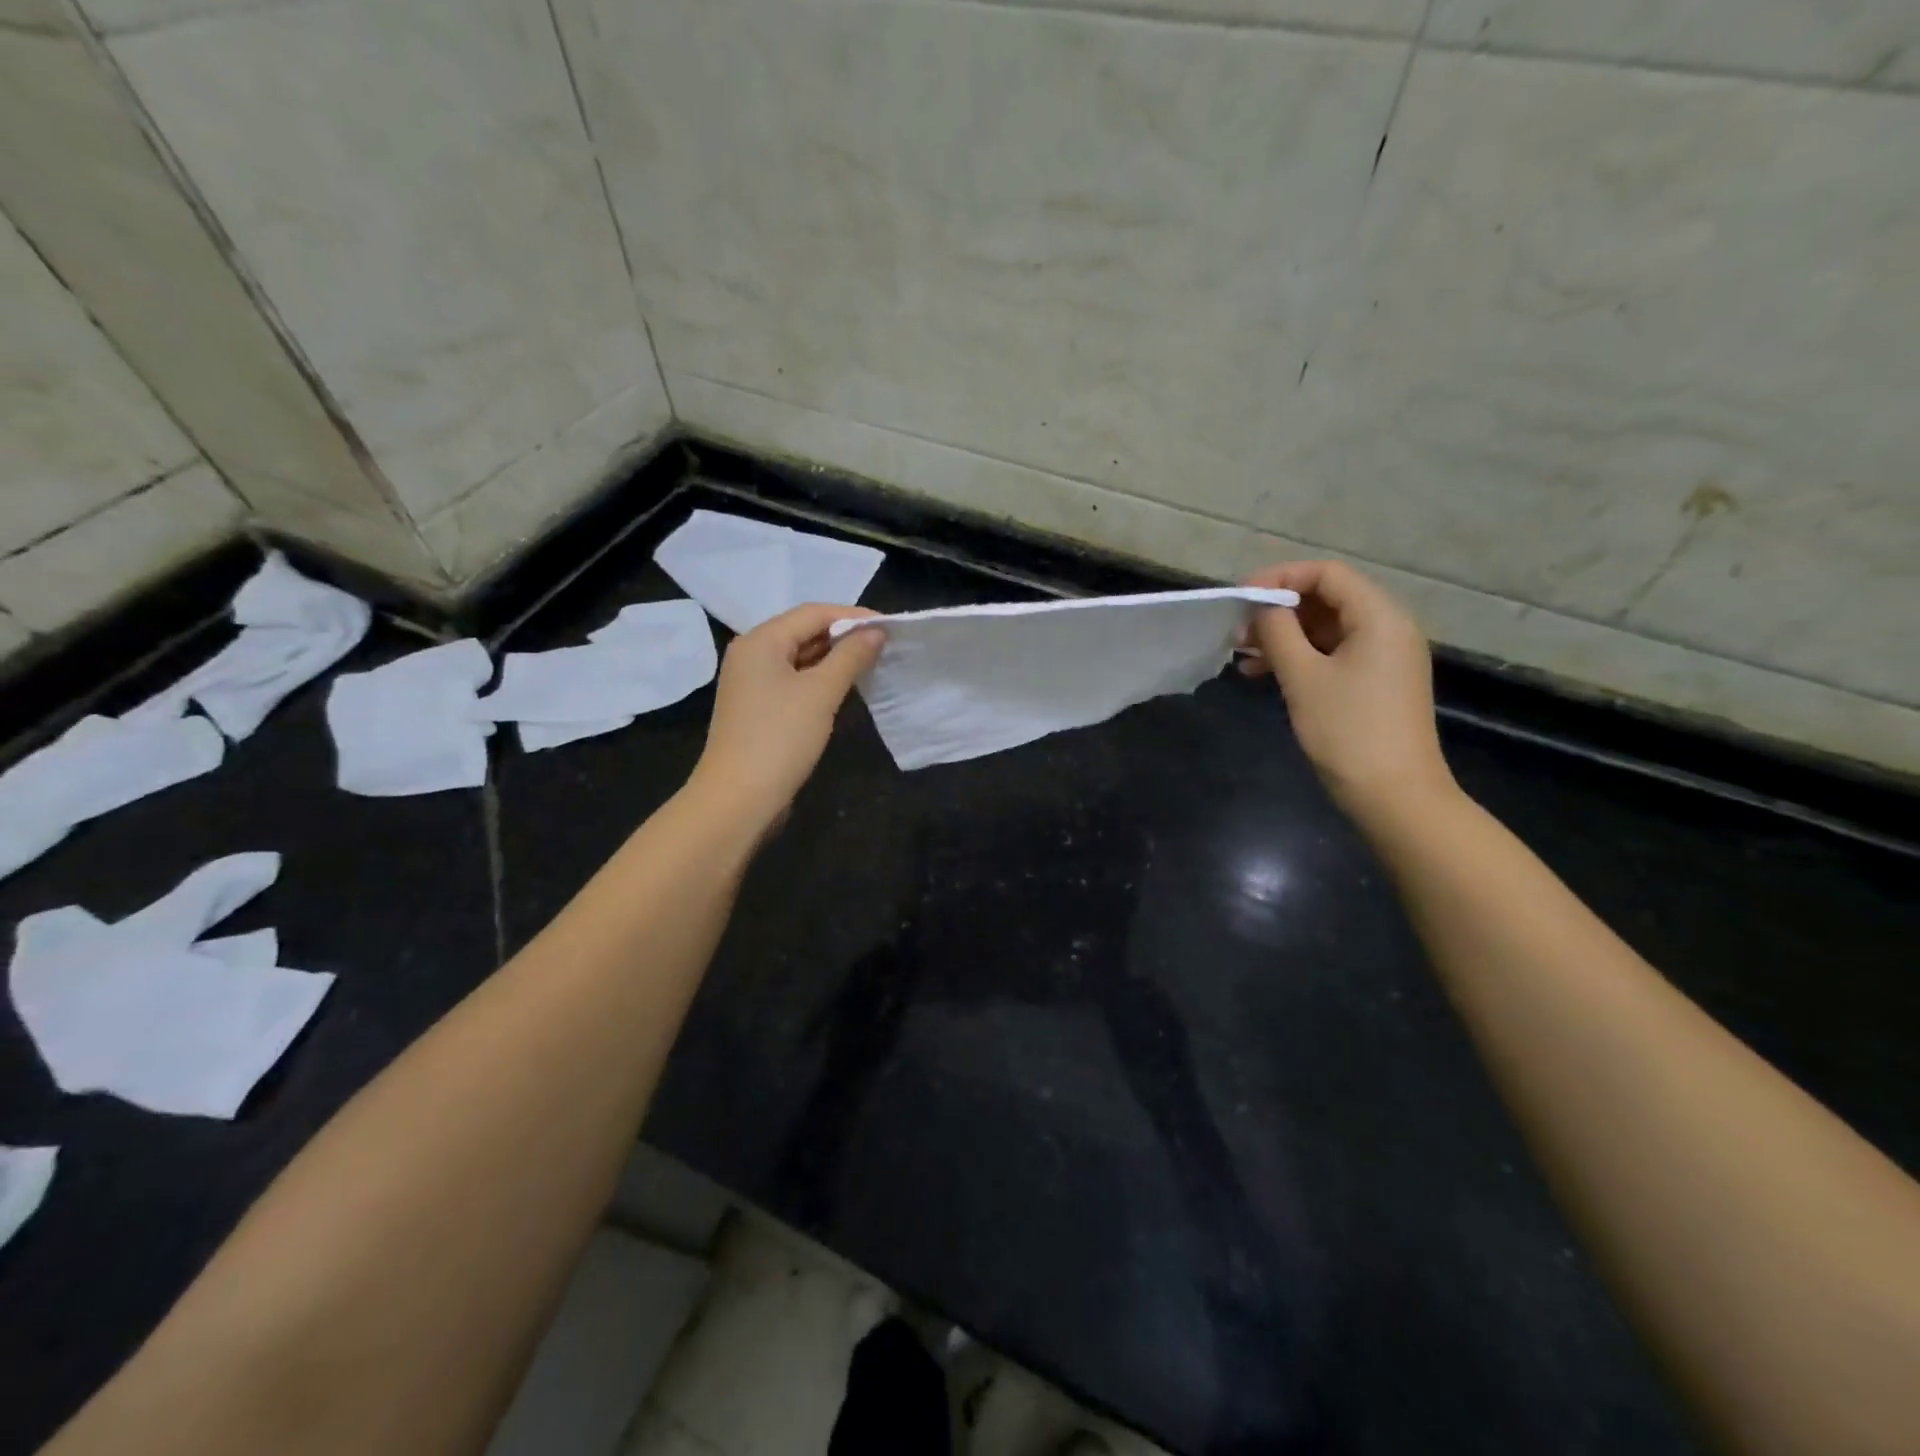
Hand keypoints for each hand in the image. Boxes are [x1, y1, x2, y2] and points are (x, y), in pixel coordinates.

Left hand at [689, 603, 883, 828]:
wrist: (738, 798)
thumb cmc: (780, 738)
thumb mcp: (821, 692)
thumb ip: (850, 657)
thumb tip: (876, 631)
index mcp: (760, 640)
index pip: (813, 613)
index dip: (852, 616)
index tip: (890, 626)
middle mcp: (752, 654)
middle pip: (804, 632)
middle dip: (844, 637)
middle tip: (885, 646)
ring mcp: (752, 683)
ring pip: (800, 658)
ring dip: (834, 659)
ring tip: (872, 664)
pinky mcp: (758, 709)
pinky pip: (794, 681)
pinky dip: (820, 679)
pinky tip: (844, 688)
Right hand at [1239, 561, 1454, 828]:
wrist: (1394, 795)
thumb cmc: (1348, 731)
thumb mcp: (1303, 677)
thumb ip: (1278, 632)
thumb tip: (1261, 608)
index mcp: (1379, 617)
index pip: (1327, 574)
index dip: (1280, 577)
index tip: (1241, 598)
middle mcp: (1387, 629)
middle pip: (1327, 598)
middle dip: (1278, 610)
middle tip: (1237, 632)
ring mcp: (1383, 657)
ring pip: (1325, 629)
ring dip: (1283, 636)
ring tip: (1242, 655)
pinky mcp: (1374, 683)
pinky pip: (1332, 655)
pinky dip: (1298, 658)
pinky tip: (1262, 674)